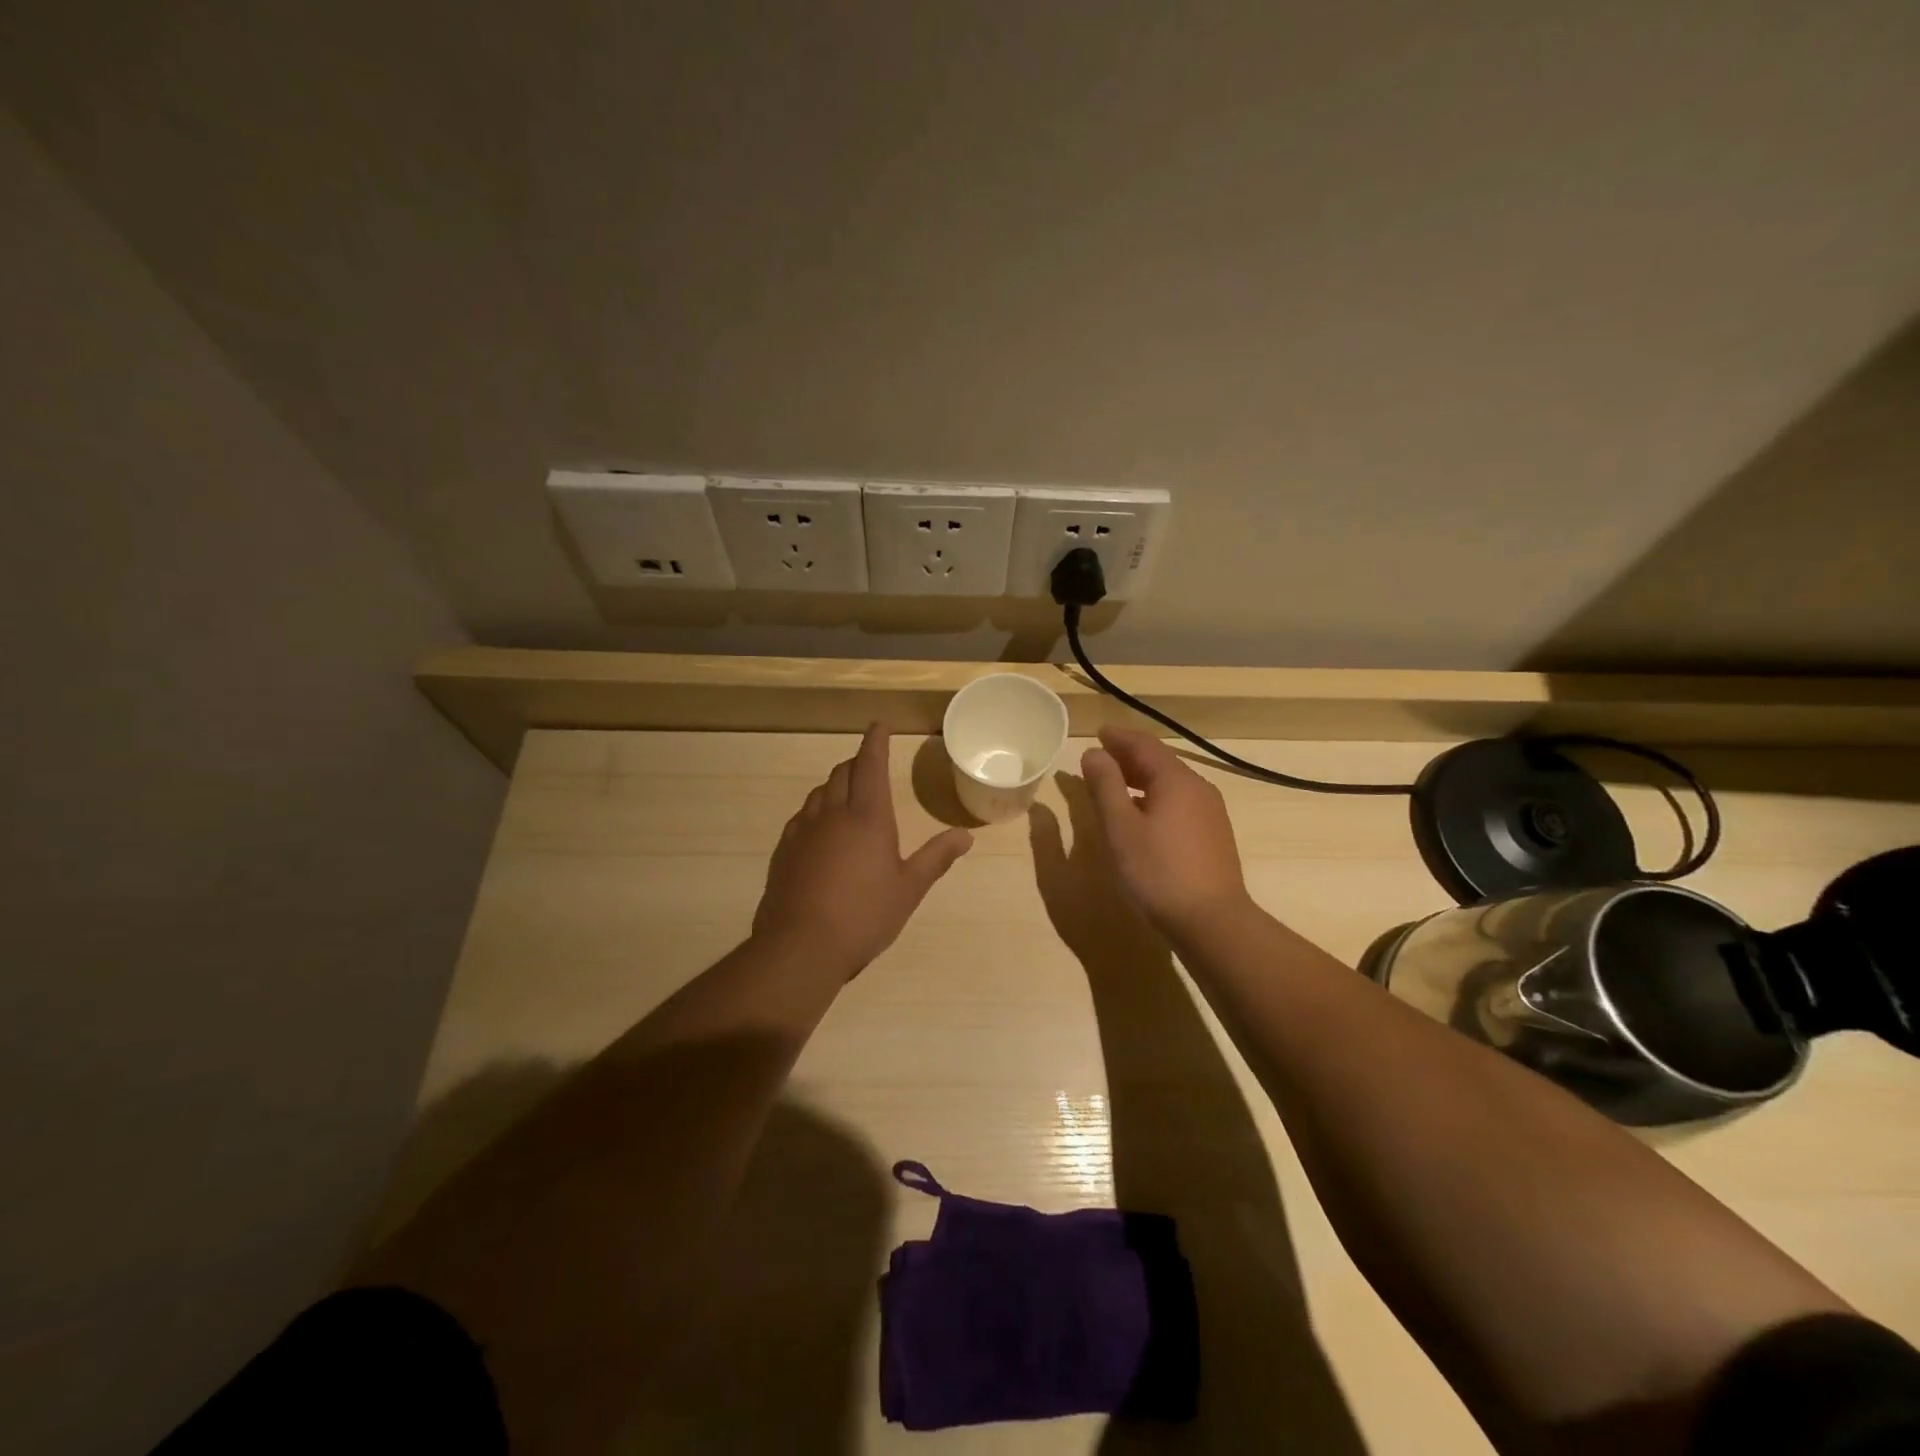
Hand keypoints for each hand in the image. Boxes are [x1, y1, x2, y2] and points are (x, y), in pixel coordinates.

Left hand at [754, 724, 973, 972]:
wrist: (800, 946)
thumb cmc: (864, 916)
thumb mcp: (909, 889)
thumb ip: (936, 858)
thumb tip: (966, 835)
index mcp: (867, 817)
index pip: (870, 765)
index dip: (875, 741)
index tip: (879, 724)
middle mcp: (832, 814)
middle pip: (842, 773)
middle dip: (857, 762)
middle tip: (869, 764)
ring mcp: (803, 831)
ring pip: (819, 793)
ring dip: (835, 785)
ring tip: (847, 795)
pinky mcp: (784, 850)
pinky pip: (802, 817)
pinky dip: (817, 811)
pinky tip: (821, 832)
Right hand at [1080, 726, 1253, 936]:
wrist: (1212, 921)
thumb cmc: (1159, 871)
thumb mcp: (1121, 827)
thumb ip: (1105, 786)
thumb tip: (1093, 753)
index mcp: (1176, 780)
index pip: (1144, 745)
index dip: (1119, 737)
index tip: (1097, 733)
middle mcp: (1198, 788)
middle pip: (1160, 762)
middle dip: (1128, 757)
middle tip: (1100, 757)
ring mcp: (1210, 813)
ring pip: (1170, 784)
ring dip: (1140, 779)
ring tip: (1114, 786)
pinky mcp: (1213, 836)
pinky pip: (1179, 803)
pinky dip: (1154, 798)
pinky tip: (1141, 816)